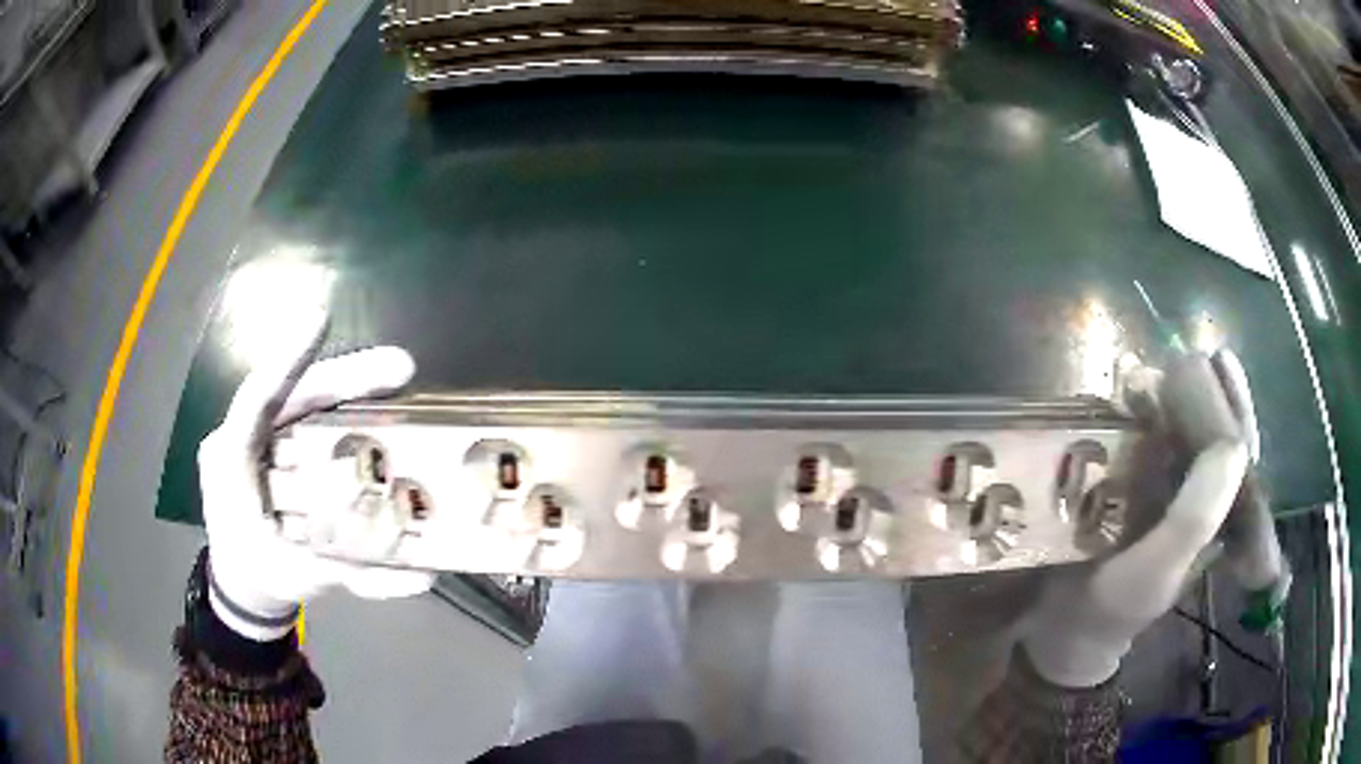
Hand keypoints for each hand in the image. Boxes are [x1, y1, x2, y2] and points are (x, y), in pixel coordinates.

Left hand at [199, 309, 434, 640]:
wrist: (242, 584)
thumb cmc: (265, 578)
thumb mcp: (304, 579)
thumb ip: (357, 575)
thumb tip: (426, 573)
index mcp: (231, 463)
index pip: (257, 401)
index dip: (287, 359)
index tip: (322, 318)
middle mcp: (243, 438)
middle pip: (292, 396)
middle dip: (344, 378)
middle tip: (401, 368)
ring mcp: (257, 439)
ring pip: (301, 403)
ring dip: (347, 388)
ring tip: (395, 378)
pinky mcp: (270, 444)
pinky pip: (305, 418)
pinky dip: (339, 408)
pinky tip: (375, 401)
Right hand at [1021, 350, 1258, 687]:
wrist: (1062, 626)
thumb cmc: (1116, 605)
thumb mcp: (1158, 570)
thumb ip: (1196, 518)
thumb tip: (1231, 443)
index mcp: (1216, 517)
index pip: (1239, 453)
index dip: (1234, 406)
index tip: (1220, 360)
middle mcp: (1196, 495)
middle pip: (1207, 430)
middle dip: (1197, 392)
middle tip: (1181, 357)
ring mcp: (1162, 487)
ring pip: (1174, 430)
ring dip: (1162, 397)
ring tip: (1145, 372)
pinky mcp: (1128, 485)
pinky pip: (1138, 439)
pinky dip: (1131, 413)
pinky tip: (1122, 392)